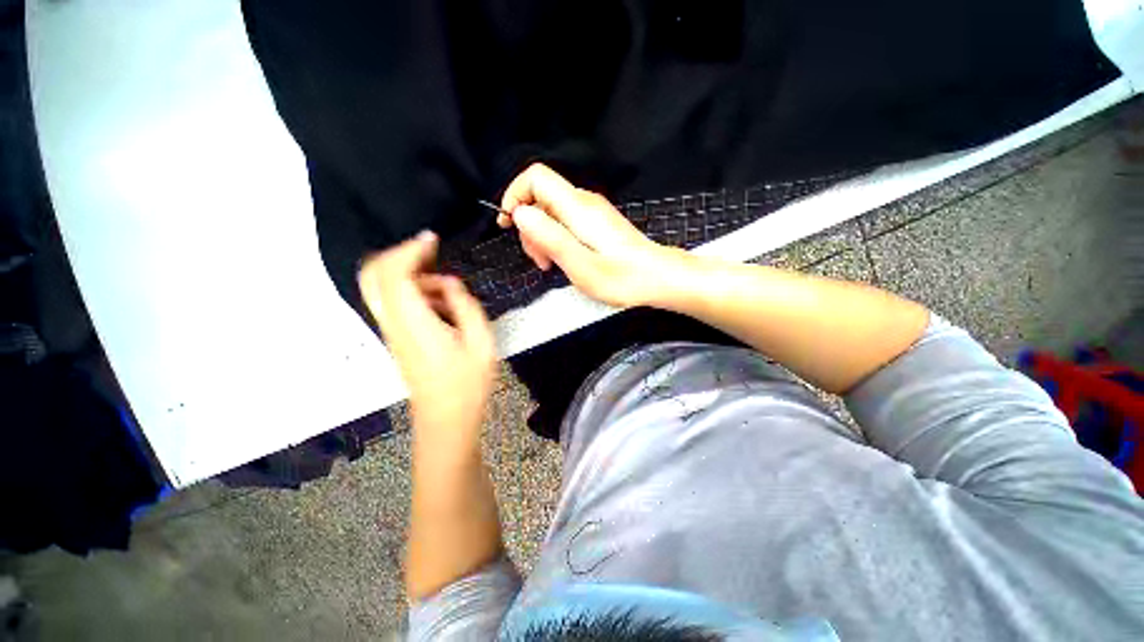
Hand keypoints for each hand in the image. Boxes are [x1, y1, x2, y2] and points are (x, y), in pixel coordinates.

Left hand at [358, 232, 494, 444]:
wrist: (445, 420)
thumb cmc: (467, 385)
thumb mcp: (481, 342)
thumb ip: (465, 306)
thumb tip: (450, 283)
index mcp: (415, 324)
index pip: (394, 275)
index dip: (409, 250)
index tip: (432, 239)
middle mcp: (394, 325)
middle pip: (372, 277)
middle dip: (397, 256)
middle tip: (428, 253)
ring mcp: (392, 333)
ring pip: (382, 289)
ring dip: (410, 277)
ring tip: (447, 288)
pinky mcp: (397, 340)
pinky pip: (394, 304)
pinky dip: (414, 293)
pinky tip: (443, 304)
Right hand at [498, 163, 686, 307]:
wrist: (657, 278)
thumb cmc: (623, 278)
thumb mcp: (580, 265)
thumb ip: (550, 237)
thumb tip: (520, 214)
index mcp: (577, 208)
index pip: (535, 177)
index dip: (515, 195)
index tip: (509, 224)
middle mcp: (584, 203)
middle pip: (540, 196)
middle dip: (529, 227)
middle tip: (539, 260)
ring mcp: (591, 212)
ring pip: (551, 211)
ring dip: (542, 237)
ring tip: (551, 264)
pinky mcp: (596, 223)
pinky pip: (565, 222)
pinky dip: (556, 239)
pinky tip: (564, 259)